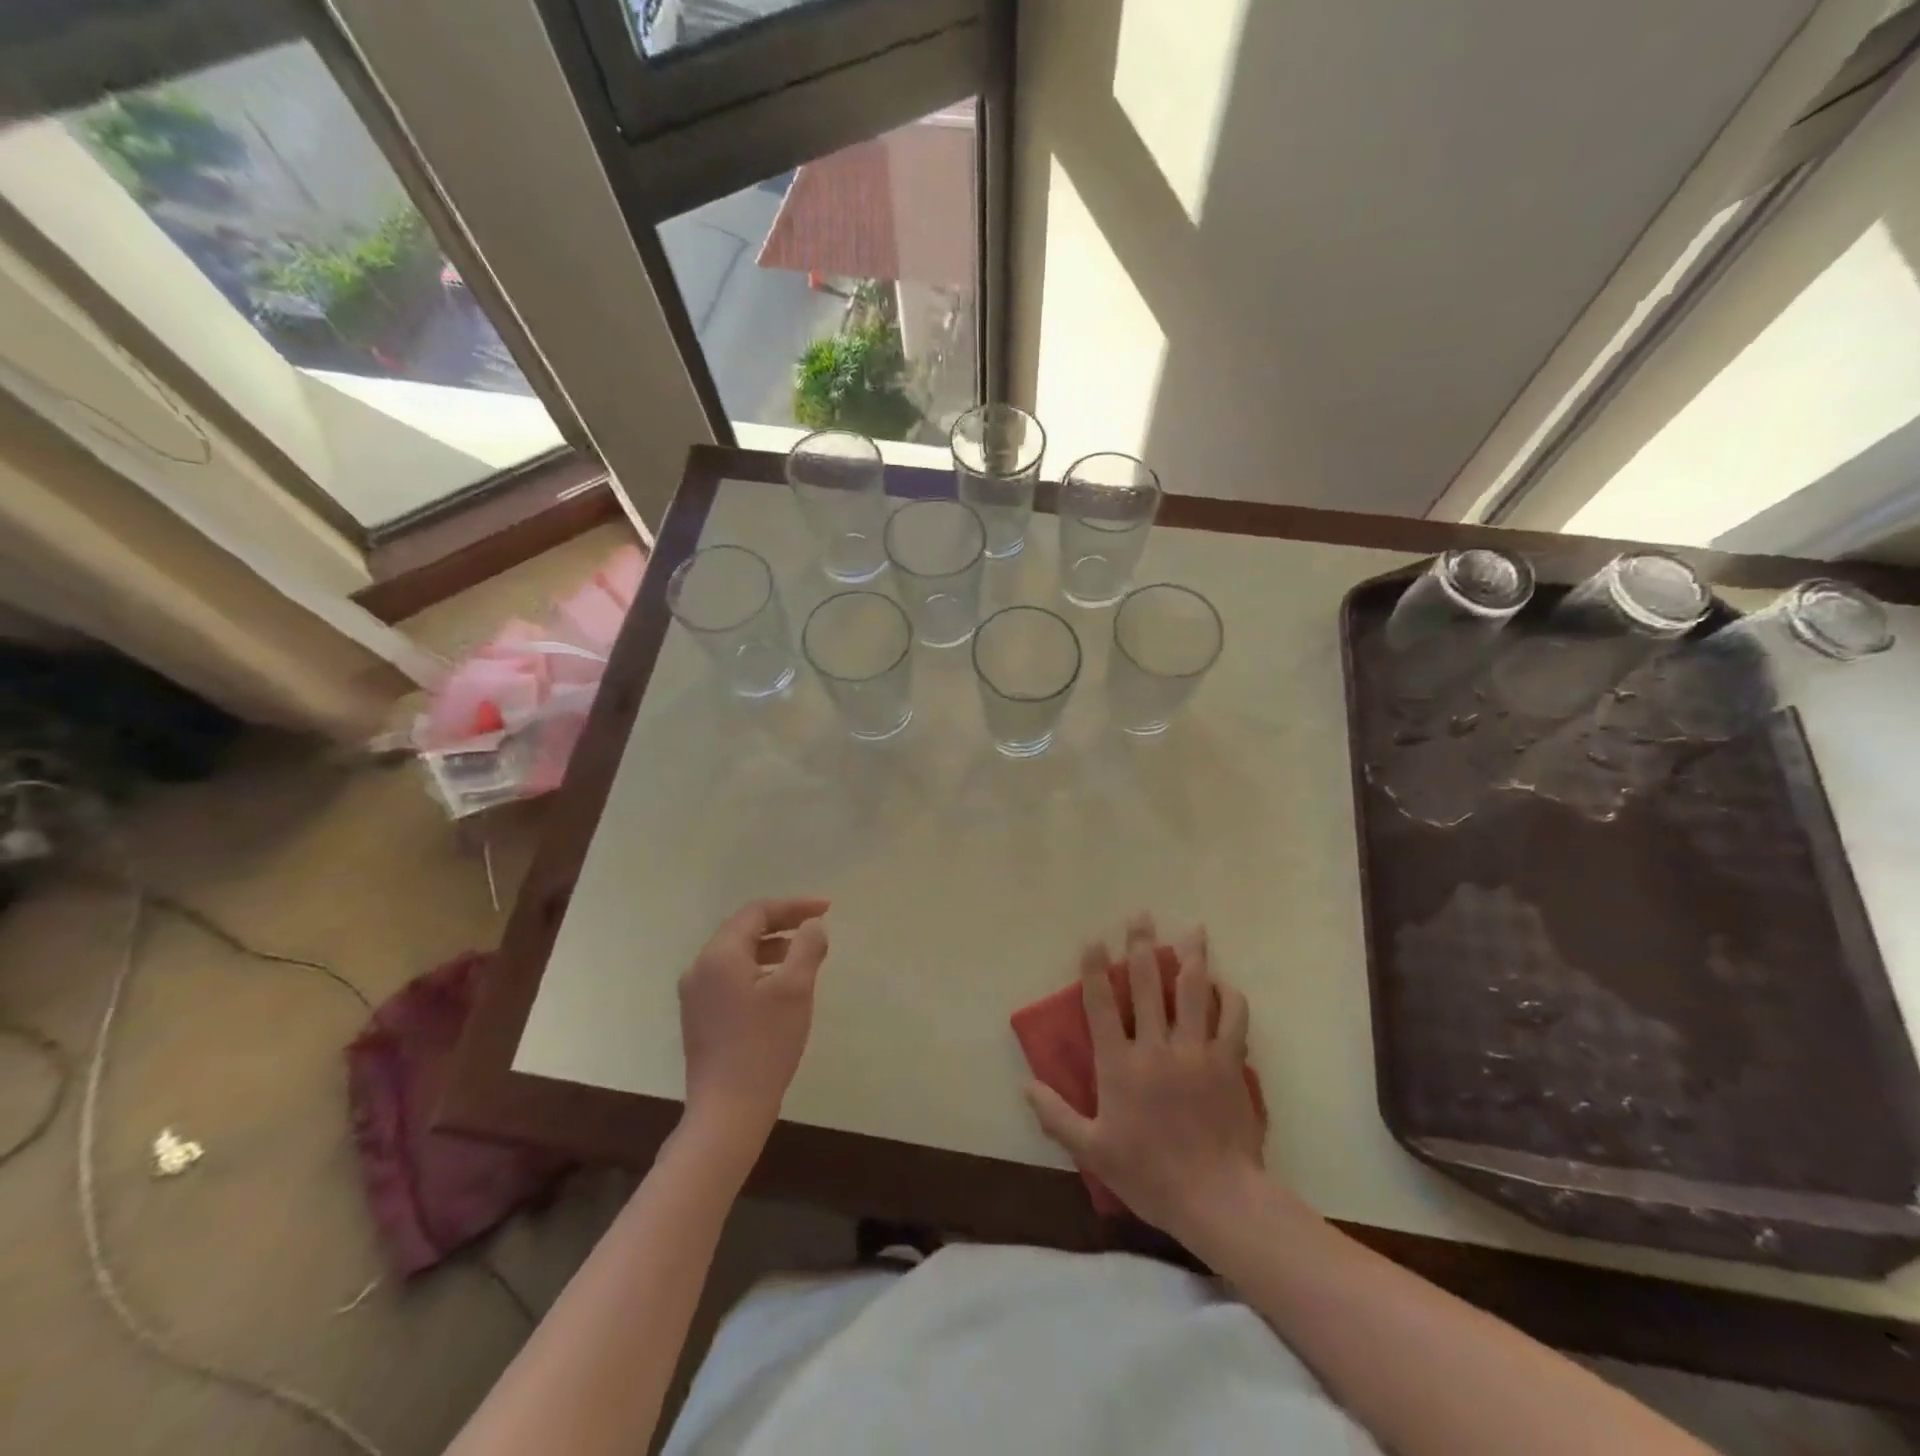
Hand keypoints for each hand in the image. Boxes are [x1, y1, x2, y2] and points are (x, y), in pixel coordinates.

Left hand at [679, 897, 830, 1152]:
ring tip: (804, 954)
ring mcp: (696, 995)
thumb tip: (812, 926)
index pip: (757, 912)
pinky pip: (731, 976)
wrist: (727, 1110)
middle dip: (782, 923)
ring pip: (737, 954)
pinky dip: (758, 969)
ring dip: (771, 946)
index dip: (793, 906)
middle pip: (743, 929)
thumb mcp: (795, 989)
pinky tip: (780, 985)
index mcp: (720, 955)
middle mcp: (700, 968)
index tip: (827, 908)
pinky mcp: (700, 1017)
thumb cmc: (764, 1044)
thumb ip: (807, 948)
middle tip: (816, 924)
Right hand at [1025, 913, 1264, 1240]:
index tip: (1093, 940)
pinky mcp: (1228, 1062)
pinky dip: (1230, 996)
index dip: (1095, 970)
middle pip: (1147, 984)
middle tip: (1140, 915)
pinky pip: (1233, 1018)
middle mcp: (1156, 1047)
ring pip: (1193, 991)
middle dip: (1141, 945)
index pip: (1101, 1006)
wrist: (1216, 1197)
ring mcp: (1196, 1051)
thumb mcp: (1092, 1151)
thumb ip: (1056, 1116)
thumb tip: (1024, 1086)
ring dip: (1192, 956)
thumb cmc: (1149, 1174)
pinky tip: (1224, 983)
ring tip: (1193, 929)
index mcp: (1120, 1065)